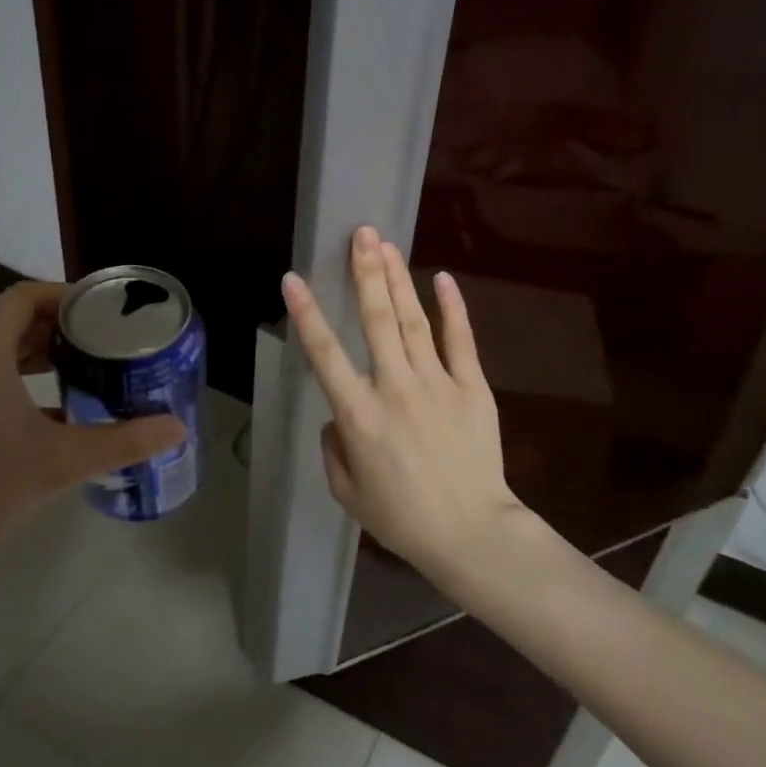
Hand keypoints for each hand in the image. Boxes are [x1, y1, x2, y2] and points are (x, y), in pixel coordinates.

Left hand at [0, 282, 183, 713]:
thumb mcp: (59, 462)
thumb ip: (122, 442)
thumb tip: (177, 428)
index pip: (22, 298)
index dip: (64, 294)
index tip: (104, 309)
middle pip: (12, 324)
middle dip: (61, 328)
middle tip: (106, 342)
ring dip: (42, 359)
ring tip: (87, 374)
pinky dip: (22, 388)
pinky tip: (54, 420)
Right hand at [282, 226, 531, 585]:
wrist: (471, 533)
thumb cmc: (402, 518)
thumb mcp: (347, 492)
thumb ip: (333, 448)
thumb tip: (337, 417)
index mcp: (358, 414)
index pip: (324, 354)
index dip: (307, 314)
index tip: (293, 279)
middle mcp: (394, 388)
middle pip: (376, 319)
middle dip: (365, 272)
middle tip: (360, 233)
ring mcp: (437, 383)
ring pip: (412, 320)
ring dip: (397, 279)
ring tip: (385, 244)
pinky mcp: (471, 387)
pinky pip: (460, 340)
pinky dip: (452, 307)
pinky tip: (441, 278)